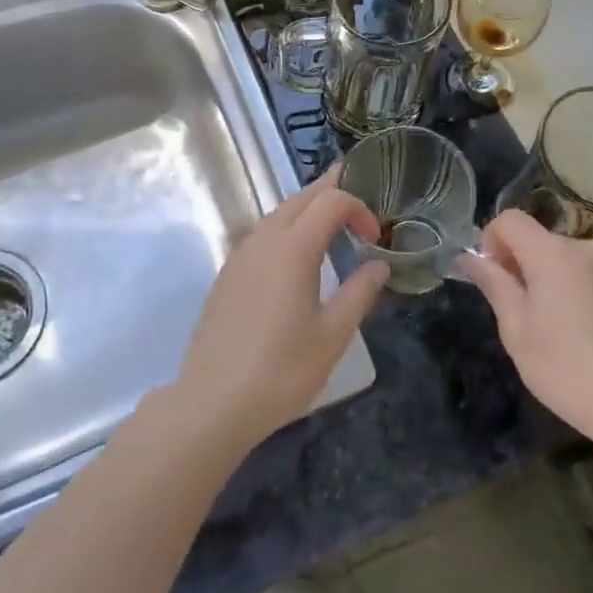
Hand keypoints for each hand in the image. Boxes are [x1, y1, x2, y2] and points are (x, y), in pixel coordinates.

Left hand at [171, 165, 389, 456]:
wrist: (213, 402)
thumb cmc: (281, 371)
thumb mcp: (332, 336)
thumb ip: (359, 293)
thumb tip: (379, 265)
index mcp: (292, 248)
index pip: (330, 201)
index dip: (358, 207)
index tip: (375, 236)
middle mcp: (263, 240)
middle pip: (300, 198)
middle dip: (331, 190)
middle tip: (358, 191)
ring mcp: (240, 256)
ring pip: (277, 214)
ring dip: (307, 208)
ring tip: (331, 220)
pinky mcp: (227, 275)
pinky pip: (262, 234)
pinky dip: (286, 227)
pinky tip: (295, 254)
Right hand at [457, 210, 592, 449]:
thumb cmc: (567, 369)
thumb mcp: (517, 330)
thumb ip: (494, 284)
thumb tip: (469, 257)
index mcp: (552, 253)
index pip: (510, 220)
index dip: (491, 241)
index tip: (492, 278)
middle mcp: (585, 247)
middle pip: (538, 239)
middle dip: (520, 264)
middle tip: (518, 312)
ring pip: (563, 257)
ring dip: (547, 277)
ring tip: (551, 326)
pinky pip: (587, 272)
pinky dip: (572, 287)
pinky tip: (579, 330)